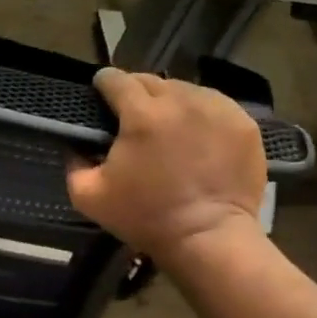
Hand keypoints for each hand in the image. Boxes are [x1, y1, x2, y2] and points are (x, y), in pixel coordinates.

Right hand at [66, 68, 267, 259]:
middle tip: (133, 116)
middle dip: (137, 92)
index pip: (115, 79)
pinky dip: (201, 114)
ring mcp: (217, 109)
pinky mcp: (243, 123)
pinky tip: (197, 136)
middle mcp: (180, 100)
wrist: (208, 238)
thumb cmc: (145, 217)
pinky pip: (214, 106)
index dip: (103, 84)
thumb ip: (73, 164)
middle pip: (151, 81)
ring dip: (170, 102)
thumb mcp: (89, 197)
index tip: (101, 94)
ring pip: (185, 90)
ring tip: (168, 126)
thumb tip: (76, 144)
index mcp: (141, 114)